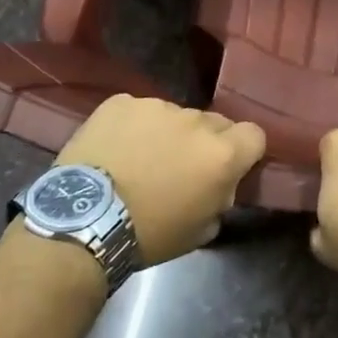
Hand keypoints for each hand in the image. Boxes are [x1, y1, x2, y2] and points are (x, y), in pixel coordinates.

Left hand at [58, 95, 265, 264]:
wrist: (82, 221)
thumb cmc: (148, 235)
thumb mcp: (200, 230)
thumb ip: (220, 199)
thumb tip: (219, 187)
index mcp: (222, 154)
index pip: (255, 135)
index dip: (244, 151)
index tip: (228, 168)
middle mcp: (196, 121)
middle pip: (214, 123)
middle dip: (204, 143)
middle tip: (180, 169)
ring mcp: (156, 106)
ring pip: (174, 116)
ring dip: (167, 134)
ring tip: (140, 160)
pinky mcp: (121, 102)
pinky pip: (138, 111)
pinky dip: (133, 128)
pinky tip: (115, 150)